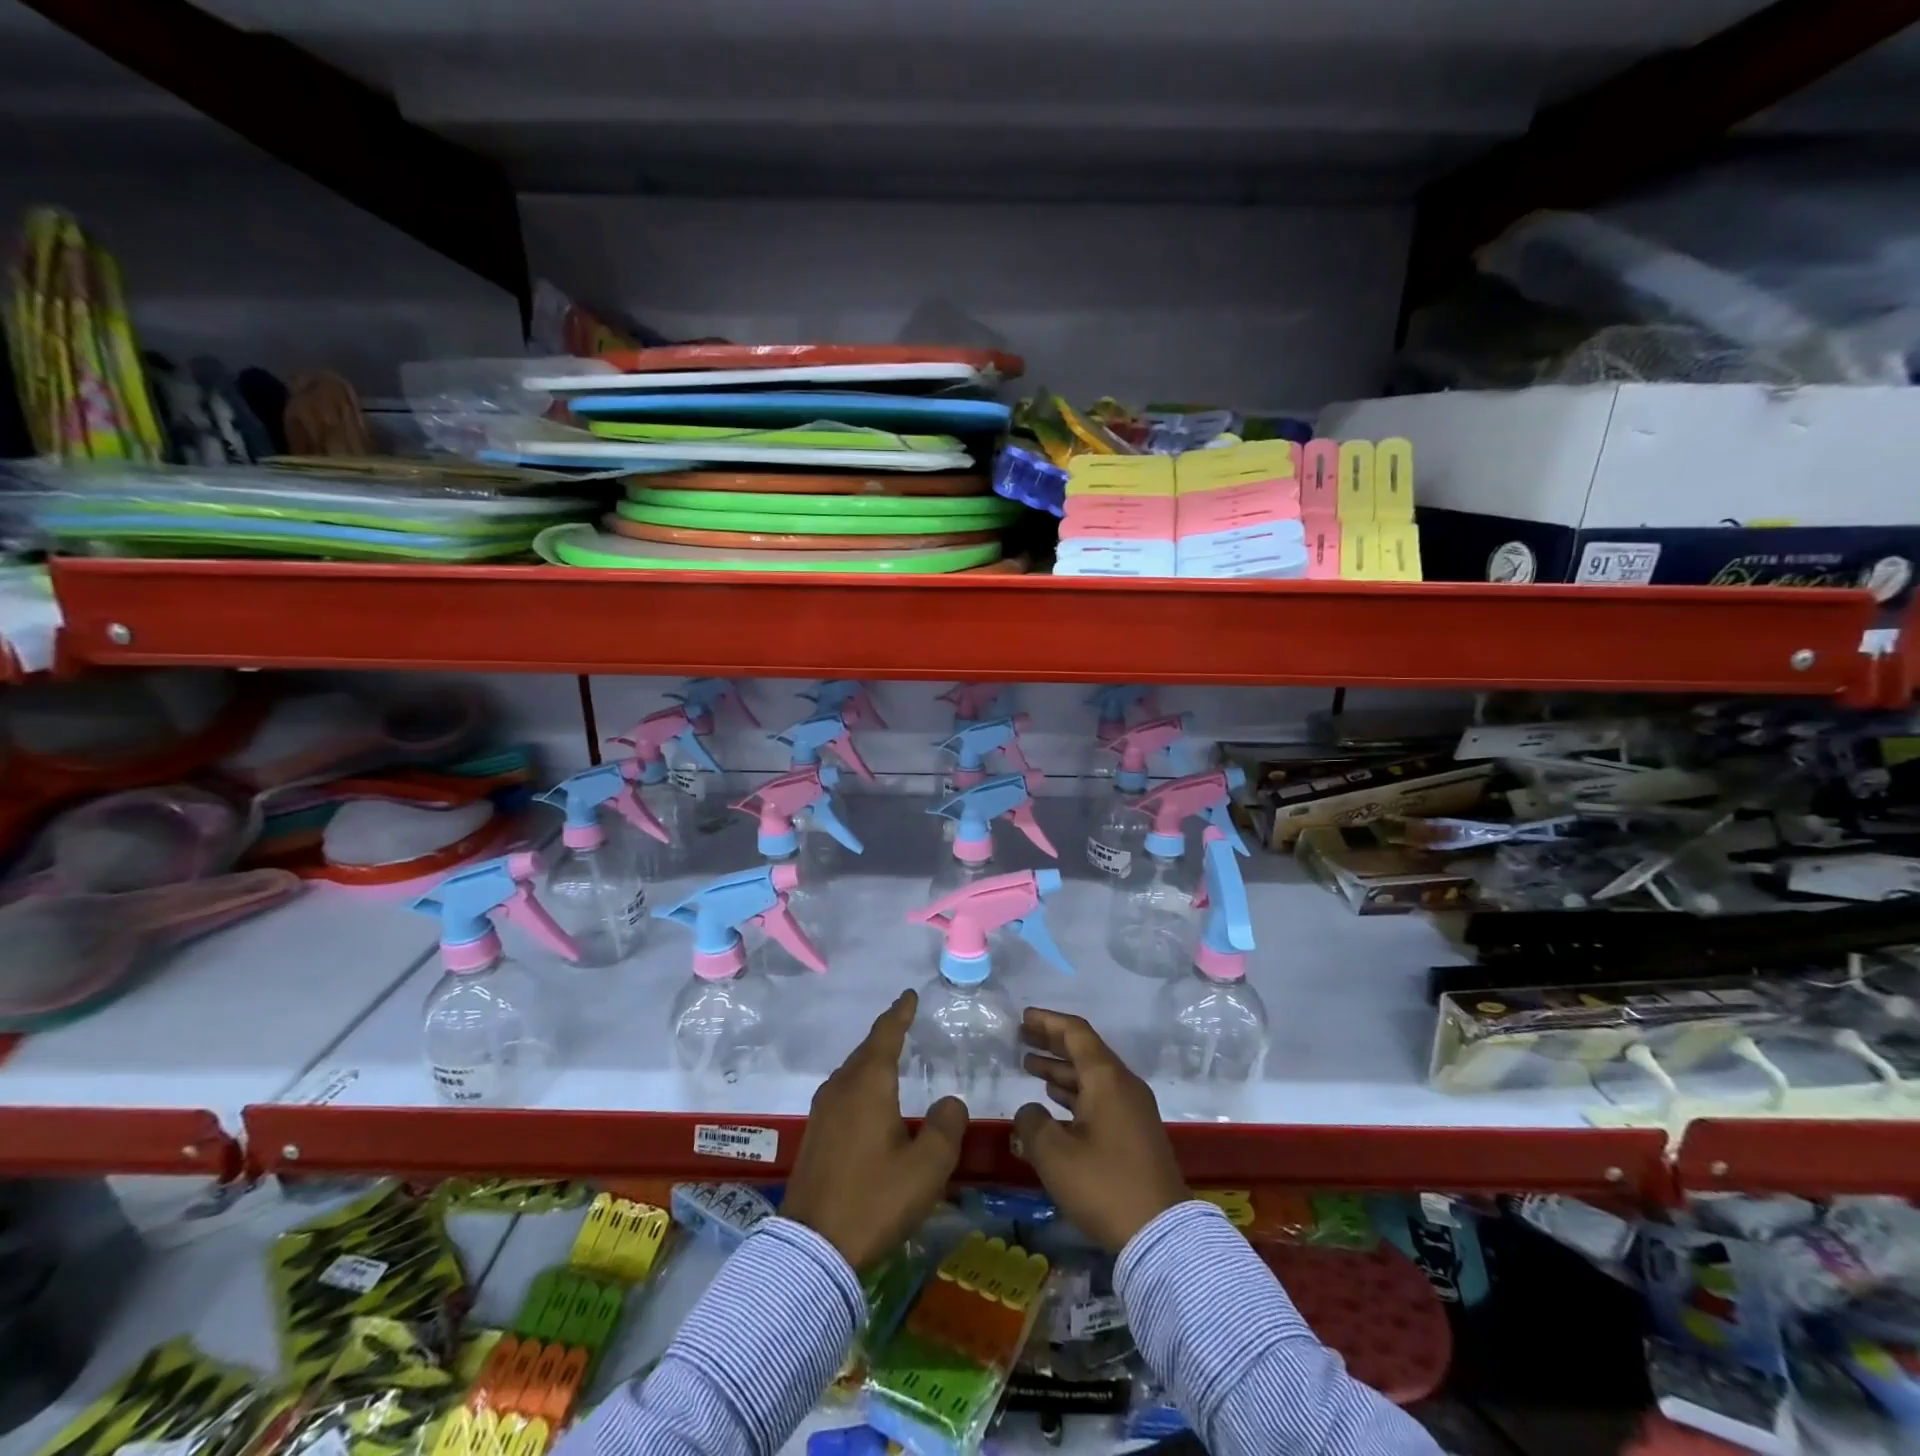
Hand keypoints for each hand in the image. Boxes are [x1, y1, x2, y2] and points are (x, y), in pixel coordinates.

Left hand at [783, 990, 968, 1270]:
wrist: (812, 1249)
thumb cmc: (874, 1200)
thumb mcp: (927, 1168)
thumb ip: (946, 1127)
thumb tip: (950, 1101)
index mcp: (868, 1084)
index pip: (886, 1034)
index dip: (899, 1013)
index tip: (908, 995)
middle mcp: (841, 1087)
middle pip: (866, 1050)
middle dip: (885, 1035)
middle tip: (904, 1023)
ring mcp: (822, 1111)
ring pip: (851, 1072)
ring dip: (871, 1060)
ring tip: (890, 1059)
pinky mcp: (814, 1135)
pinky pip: (843, 1092)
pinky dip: (860, 1083)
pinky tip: (869, 1101)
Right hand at [1013, 1008, 1189, 1253]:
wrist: (1162, 1235)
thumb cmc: (1105, 1185)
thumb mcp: (1055, 1155)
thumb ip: (1032, 1124)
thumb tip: (1030, 1111)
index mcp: (1106, 1078)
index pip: (1076, 1033)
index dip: (1048, 1022)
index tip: (1023, 1018)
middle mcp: (1123, 1085)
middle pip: (1085, 1051)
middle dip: (1052, 1043)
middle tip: (1022, 1037)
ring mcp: (1133, 1110)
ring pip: (1092, 1077)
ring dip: (1061, 1070)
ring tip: (1030, 1066)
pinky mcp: (1136, 1134)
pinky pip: (1100, 1098)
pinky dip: (1075, 1093)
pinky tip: (1055, 1102)